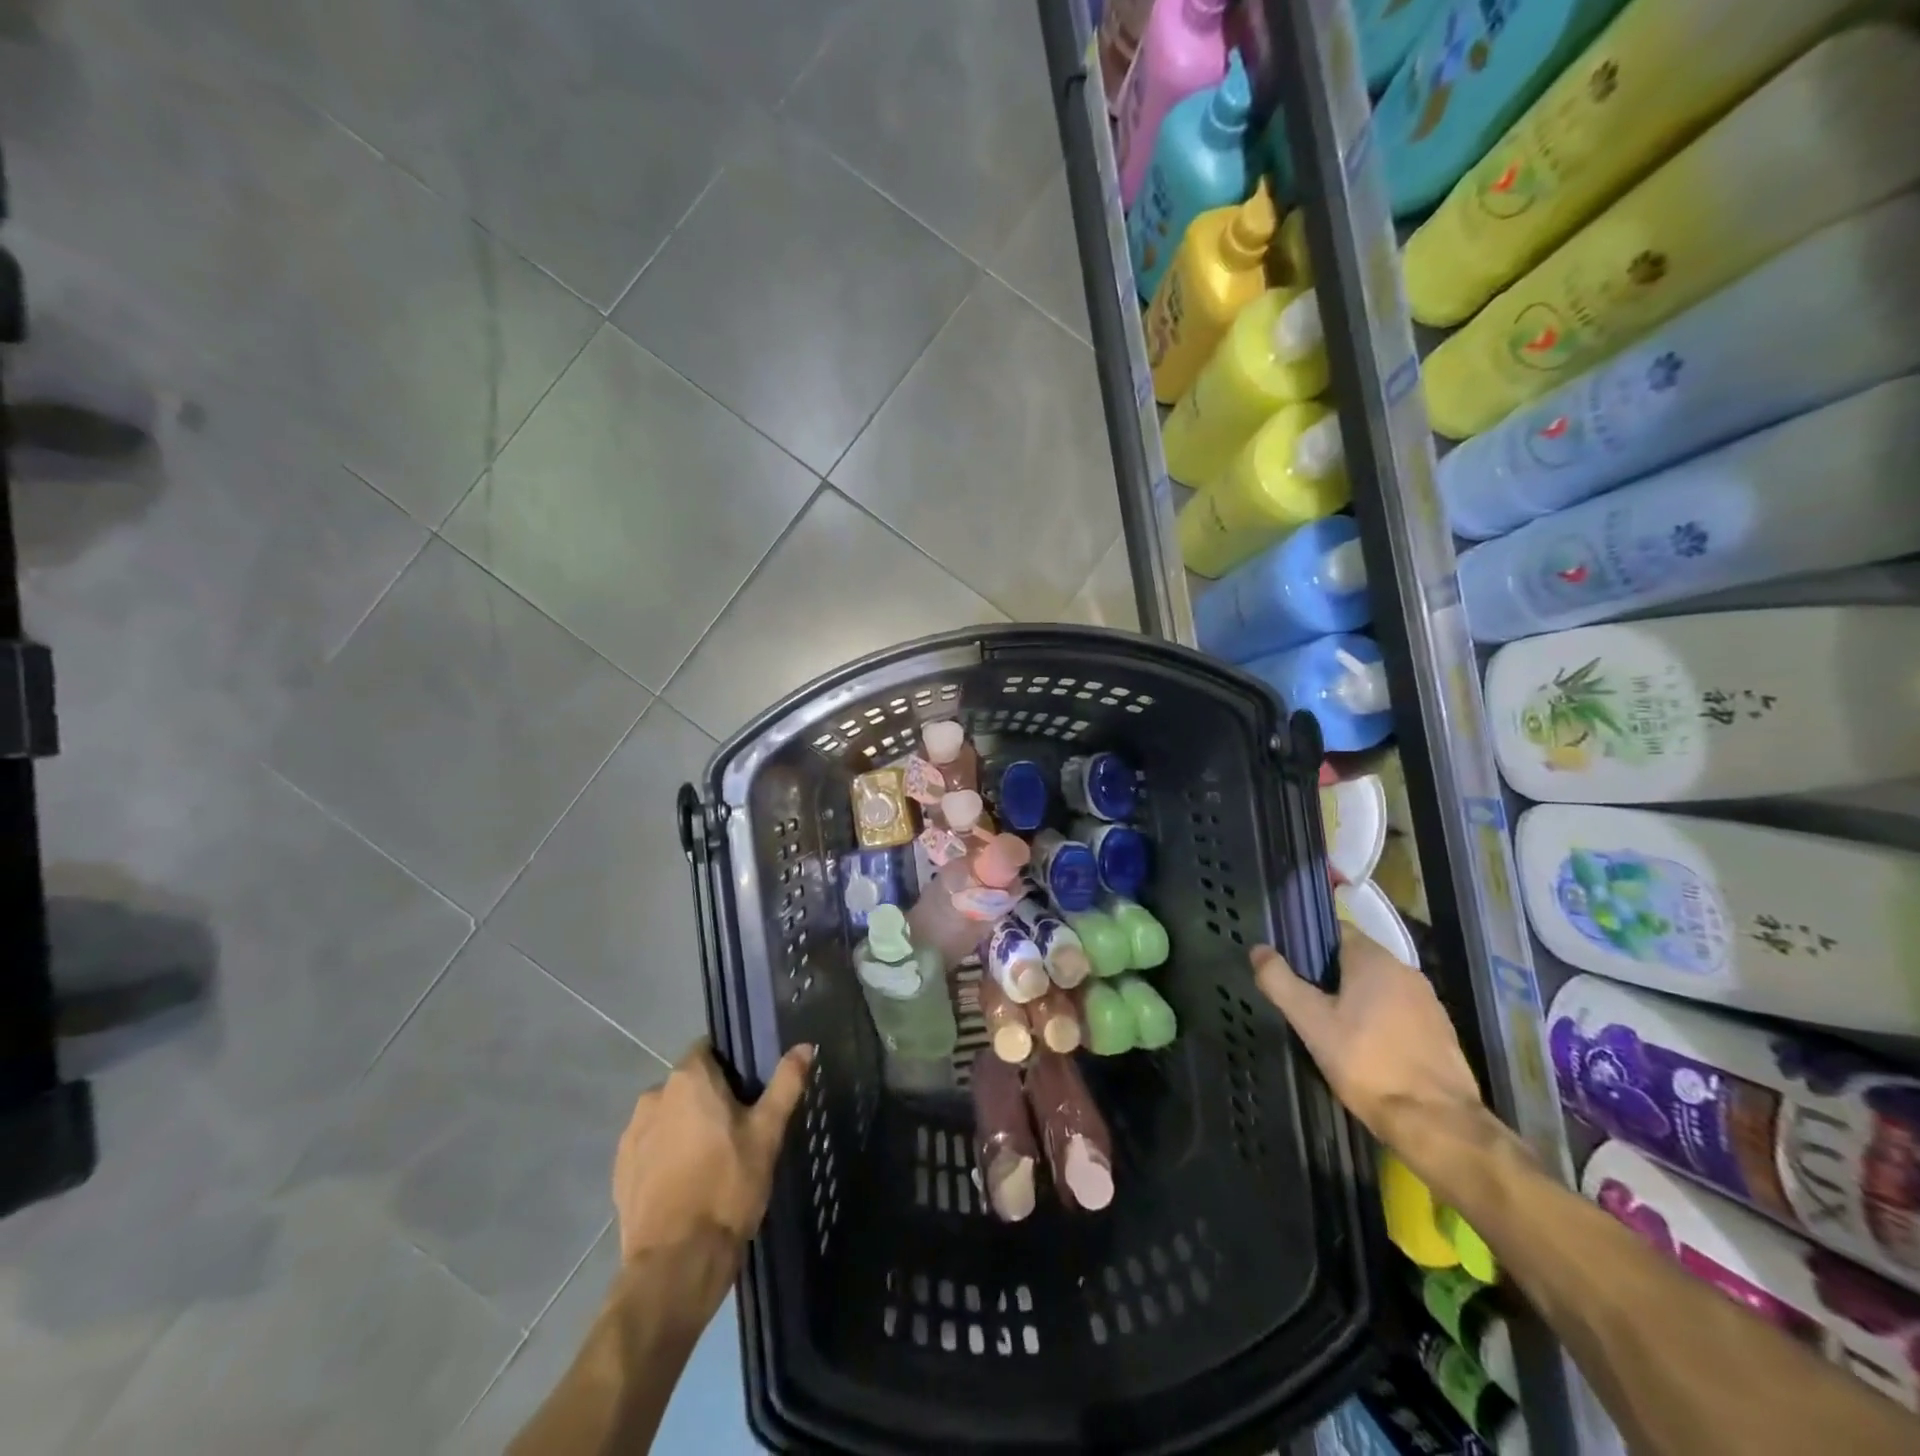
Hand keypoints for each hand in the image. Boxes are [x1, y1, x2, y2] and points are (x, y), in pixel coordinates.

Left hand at [612, 1039, 813, 1265]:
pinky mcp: (619, 1172)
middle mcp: (653, 1096)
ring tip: (711, 1162)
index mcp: (689, 1078)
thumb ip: (785, 1083)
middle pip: (688, 1085)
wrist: (676, 1264)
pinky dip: (665, 1157)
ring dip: (685, 1128)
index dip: (730, 1067)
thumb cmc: (728, 1187)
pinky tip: (686, 1185)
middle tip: (737, 1131)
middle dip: (708, 1100)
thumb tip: (805, 1046)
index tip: (749, 1093)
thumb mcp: (767, 1133)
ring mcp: (631, 1135)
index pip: (709, 1050)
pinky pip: (650, 1149)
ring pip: (667, 1117)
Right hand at [1251, 928, 1485, 1151]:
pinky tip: (1366, 1049)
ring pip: (1378, 987)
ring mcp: (1428, 1002)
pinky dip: (1379, 1020)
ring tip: (1332, 1028)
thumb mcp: (1311, 1022)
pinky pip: (1398, 1012)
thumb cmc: (1367, 1063)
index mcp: (1374, 959)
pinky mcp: (1441, 1031)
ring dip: (1355, 999)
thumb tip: (1259, 950)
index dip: (1308, 943)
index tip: (1290, 967)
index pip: (1335, 930)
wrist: (1437, 1123)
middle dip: (1328, 975)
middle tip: (1305, 1002)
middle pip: (1356, 959)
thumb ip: (1280, 981)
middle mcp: (1405, 970)